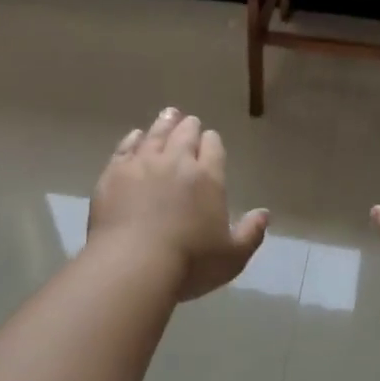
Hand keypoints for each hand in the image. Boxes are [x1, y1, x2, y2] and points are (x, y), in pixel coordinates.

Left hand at [89, 108, 270, 302]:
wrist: (132, 264)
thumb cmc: (189, 263)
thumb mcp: (232, 257)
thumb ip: (251, 233)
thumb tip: (265, 214)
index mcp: (208, 177)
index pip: (213, 147)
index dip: (212, 142)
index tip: (211, 140)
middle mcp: (176, 161)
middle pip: (184, 134)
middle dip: (189, 126)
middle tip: (189, 121)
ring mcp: (142, 164)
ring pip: (155, 134)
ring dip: (164, 124)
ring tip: (168, 115)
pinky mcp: (114, 173)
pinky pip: (125, 147)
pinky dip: (133, 138)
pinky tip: (135, 136)